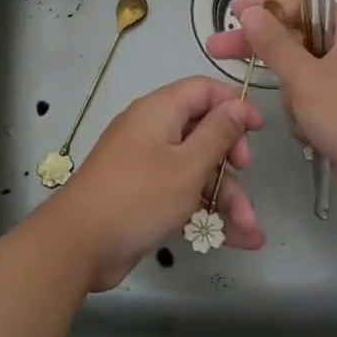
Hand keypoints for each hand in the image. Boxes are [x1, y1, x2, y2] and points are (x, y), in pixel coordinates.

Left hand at [47, 76, 266, 290]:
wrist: (78, 246)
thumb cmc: (138, 196)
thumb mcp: (188, 164)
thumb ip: (218, 133)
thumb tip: (238, 105)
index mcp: (159, 112)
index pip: (203, 90)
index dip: (233, 105)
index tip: (258, 130)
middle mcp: (153, 133)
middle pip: (204, 133)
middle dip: (233, 160)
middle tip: (245, 174)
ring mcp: (148, 166)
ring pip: (198, 171)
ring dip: (227, 198)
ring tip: (252, 231)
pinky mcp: (146, 197)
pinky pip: (184, 195)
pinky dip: (207, 213)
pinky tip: (238, 239)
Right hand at [206, 0, 336, 220]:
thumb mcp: (305, 77)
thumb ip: (274, 43)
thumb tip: (251, 10)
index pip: (304, 6)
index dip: (266, 7)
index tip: (232, 14)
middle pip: (299, 40)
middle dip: (266, 54)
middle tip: (218, 50)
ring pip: (303, 76)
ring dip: (293, 97)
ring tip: (303, 118)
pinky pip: (314, 102)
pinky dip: (306, 116)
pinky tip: (310, 135)